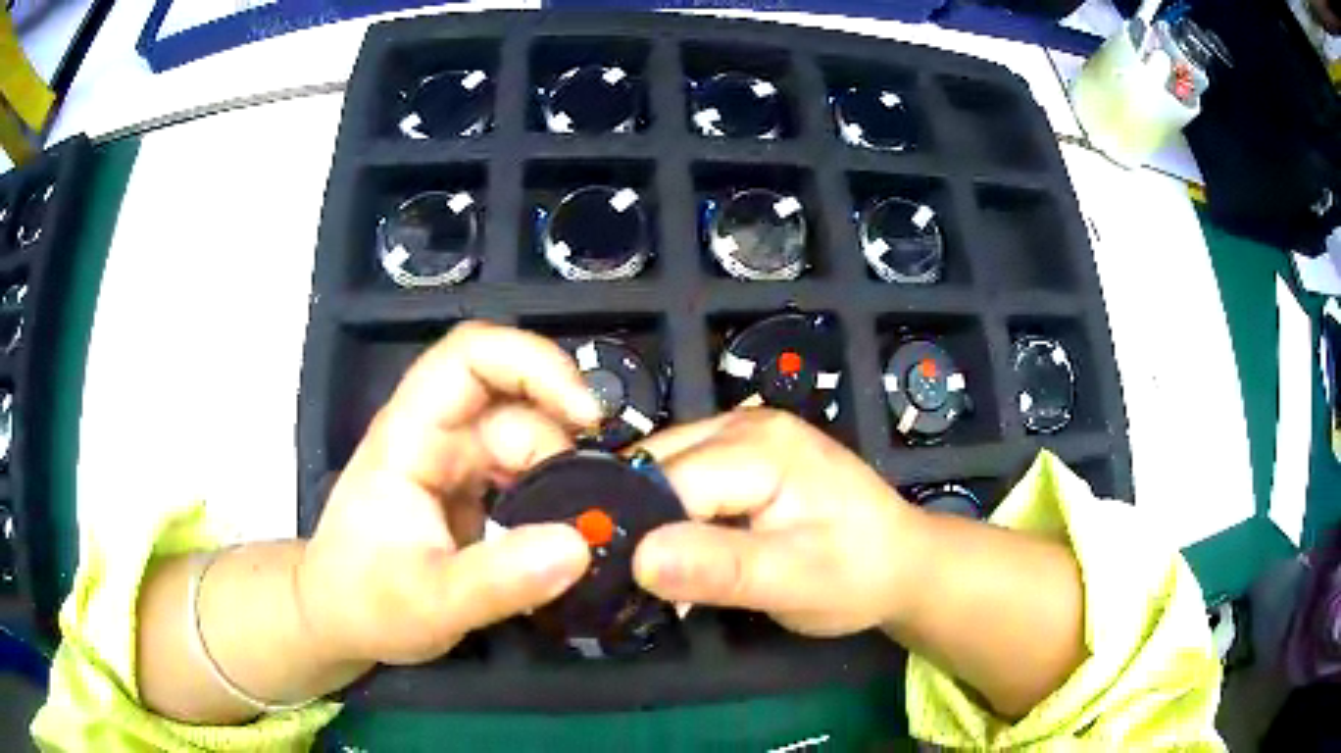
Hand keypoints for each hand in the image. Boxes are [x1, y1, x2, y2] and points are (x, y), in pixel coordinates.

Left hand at [297, 321, 601, 665]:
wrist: (342, 620)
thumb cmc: (365, 603)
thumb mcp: (428, 603)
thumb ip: (497, 582)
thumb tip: (579, 547)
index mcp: (410, 436)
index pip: (470, 357)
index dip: (533, 363)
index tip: (586, 416)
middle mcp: (437, 435)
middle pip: (515, 404)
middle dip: (561, 445)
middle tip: (590, 508)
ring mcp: (457, 462)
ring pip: (530, 441)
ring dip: (562, 479)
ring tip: (578, 533)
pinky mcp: (474, 491)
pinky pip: (529, 475)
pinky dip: (557, 497)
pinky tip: (564, 536)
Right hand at [633, 409, 929, 636]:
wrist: (903, 562)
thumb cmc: (857, 574)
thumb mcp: (795, 581)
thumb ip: (722, 569)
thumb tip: (639, 558)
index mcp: (762, 447)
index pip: (669, 480)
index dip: (636, 526)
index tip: (612, 574)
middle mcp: (746, 425)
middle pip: (658, 463)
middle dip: (634, 516)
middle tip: (620, 575)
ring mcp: (746, 435)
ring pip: (664, 466)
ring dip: (648, 514)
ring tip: (642, 566)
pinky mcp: (745, 454)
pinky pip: (685, 473)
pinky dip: (670, 510)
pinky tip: (674, 547)